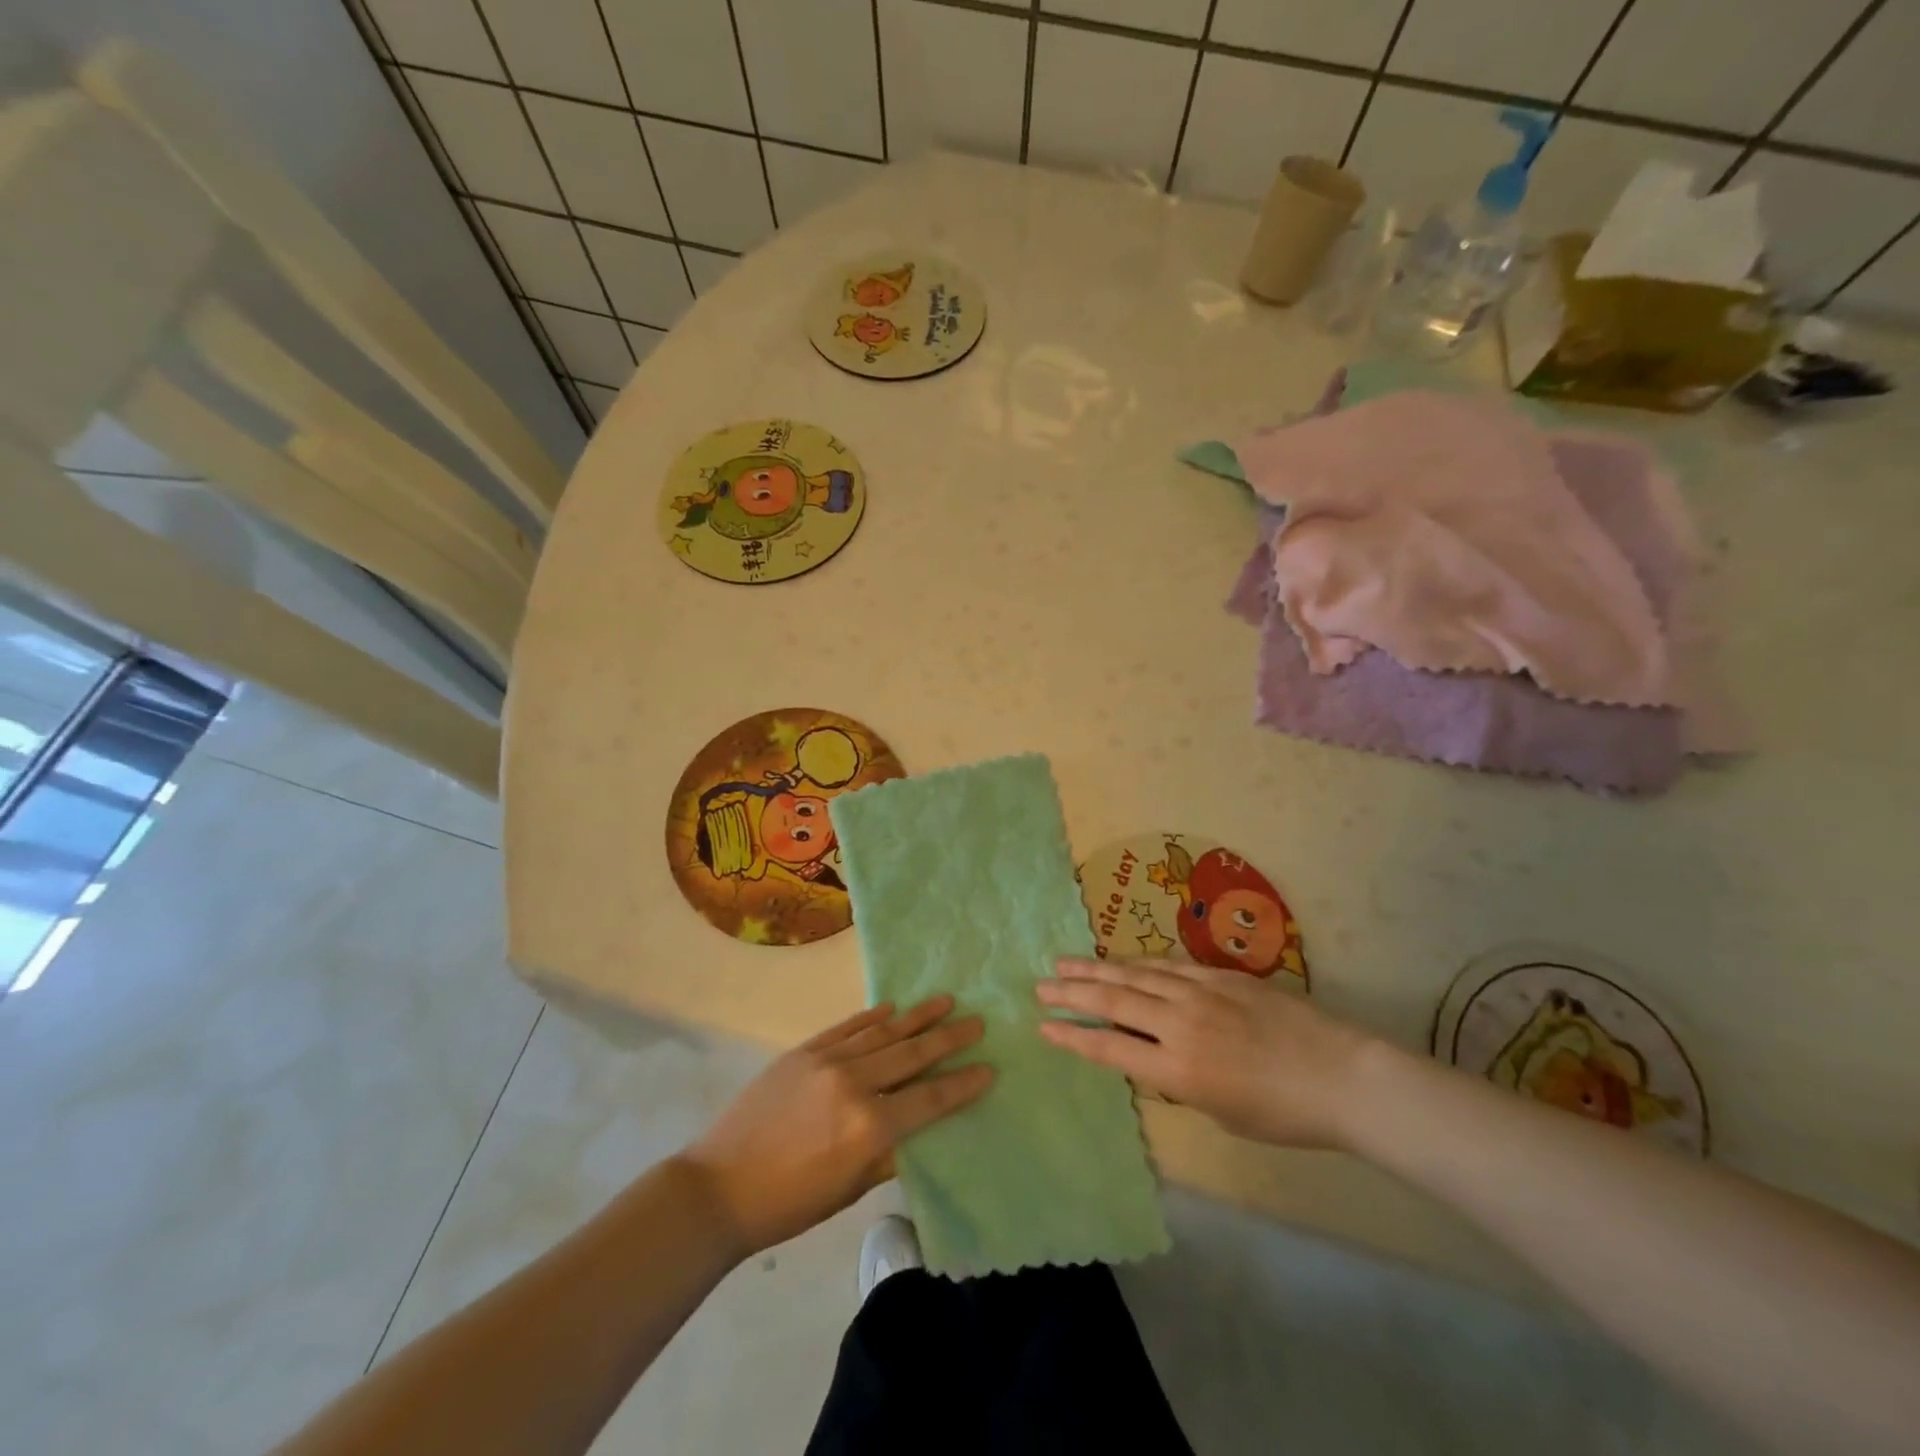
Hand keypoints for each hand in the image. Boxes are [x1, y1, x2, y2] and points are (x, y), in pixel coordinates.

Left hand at [683, 997, 991, 1255]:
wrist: (718, 1186)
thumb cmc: (789, 1203)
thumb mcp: (848, 1190)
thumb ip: (888, 1156)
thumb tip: (917, 1131)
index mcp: (869, 1128)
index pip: (929, 1100)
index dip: (962, 1085)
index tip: (988, 1068)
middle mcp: (854, 1084)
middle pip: (912, 1055)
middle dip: (949, 1039)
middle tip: (977, 1022)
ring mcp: (827, 1061)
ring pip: (884, 1032)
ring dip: (918, 1017)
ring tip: (946, 1001)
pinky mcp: (804, 1051)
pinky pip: (847, 1028)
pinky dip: (872, 1017)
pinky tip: (893, 1008)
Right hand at [1036, 958, 1374, 1148]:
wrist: (1343, 1076)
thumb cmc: (1285, 1114)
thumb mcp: (1221, 1111)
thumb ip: (1179, 1081)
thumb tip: (1154, 1055)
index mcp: (1178, 1069)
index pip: (1110, 1047)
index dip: (1072, 1037)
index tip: (1043, 1026)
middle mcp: (1180, 1024)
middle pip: (1114, 1002)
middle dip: (1072, 994)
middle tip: (1039, 986)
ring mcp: (1200, 992)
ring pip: (1135, 975)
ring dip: (1095, 969)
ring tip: (1064, 963)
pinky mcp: (1220, 975)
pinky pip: (1168, 965)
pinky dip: (1137, 962)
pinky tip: (1119, 959)